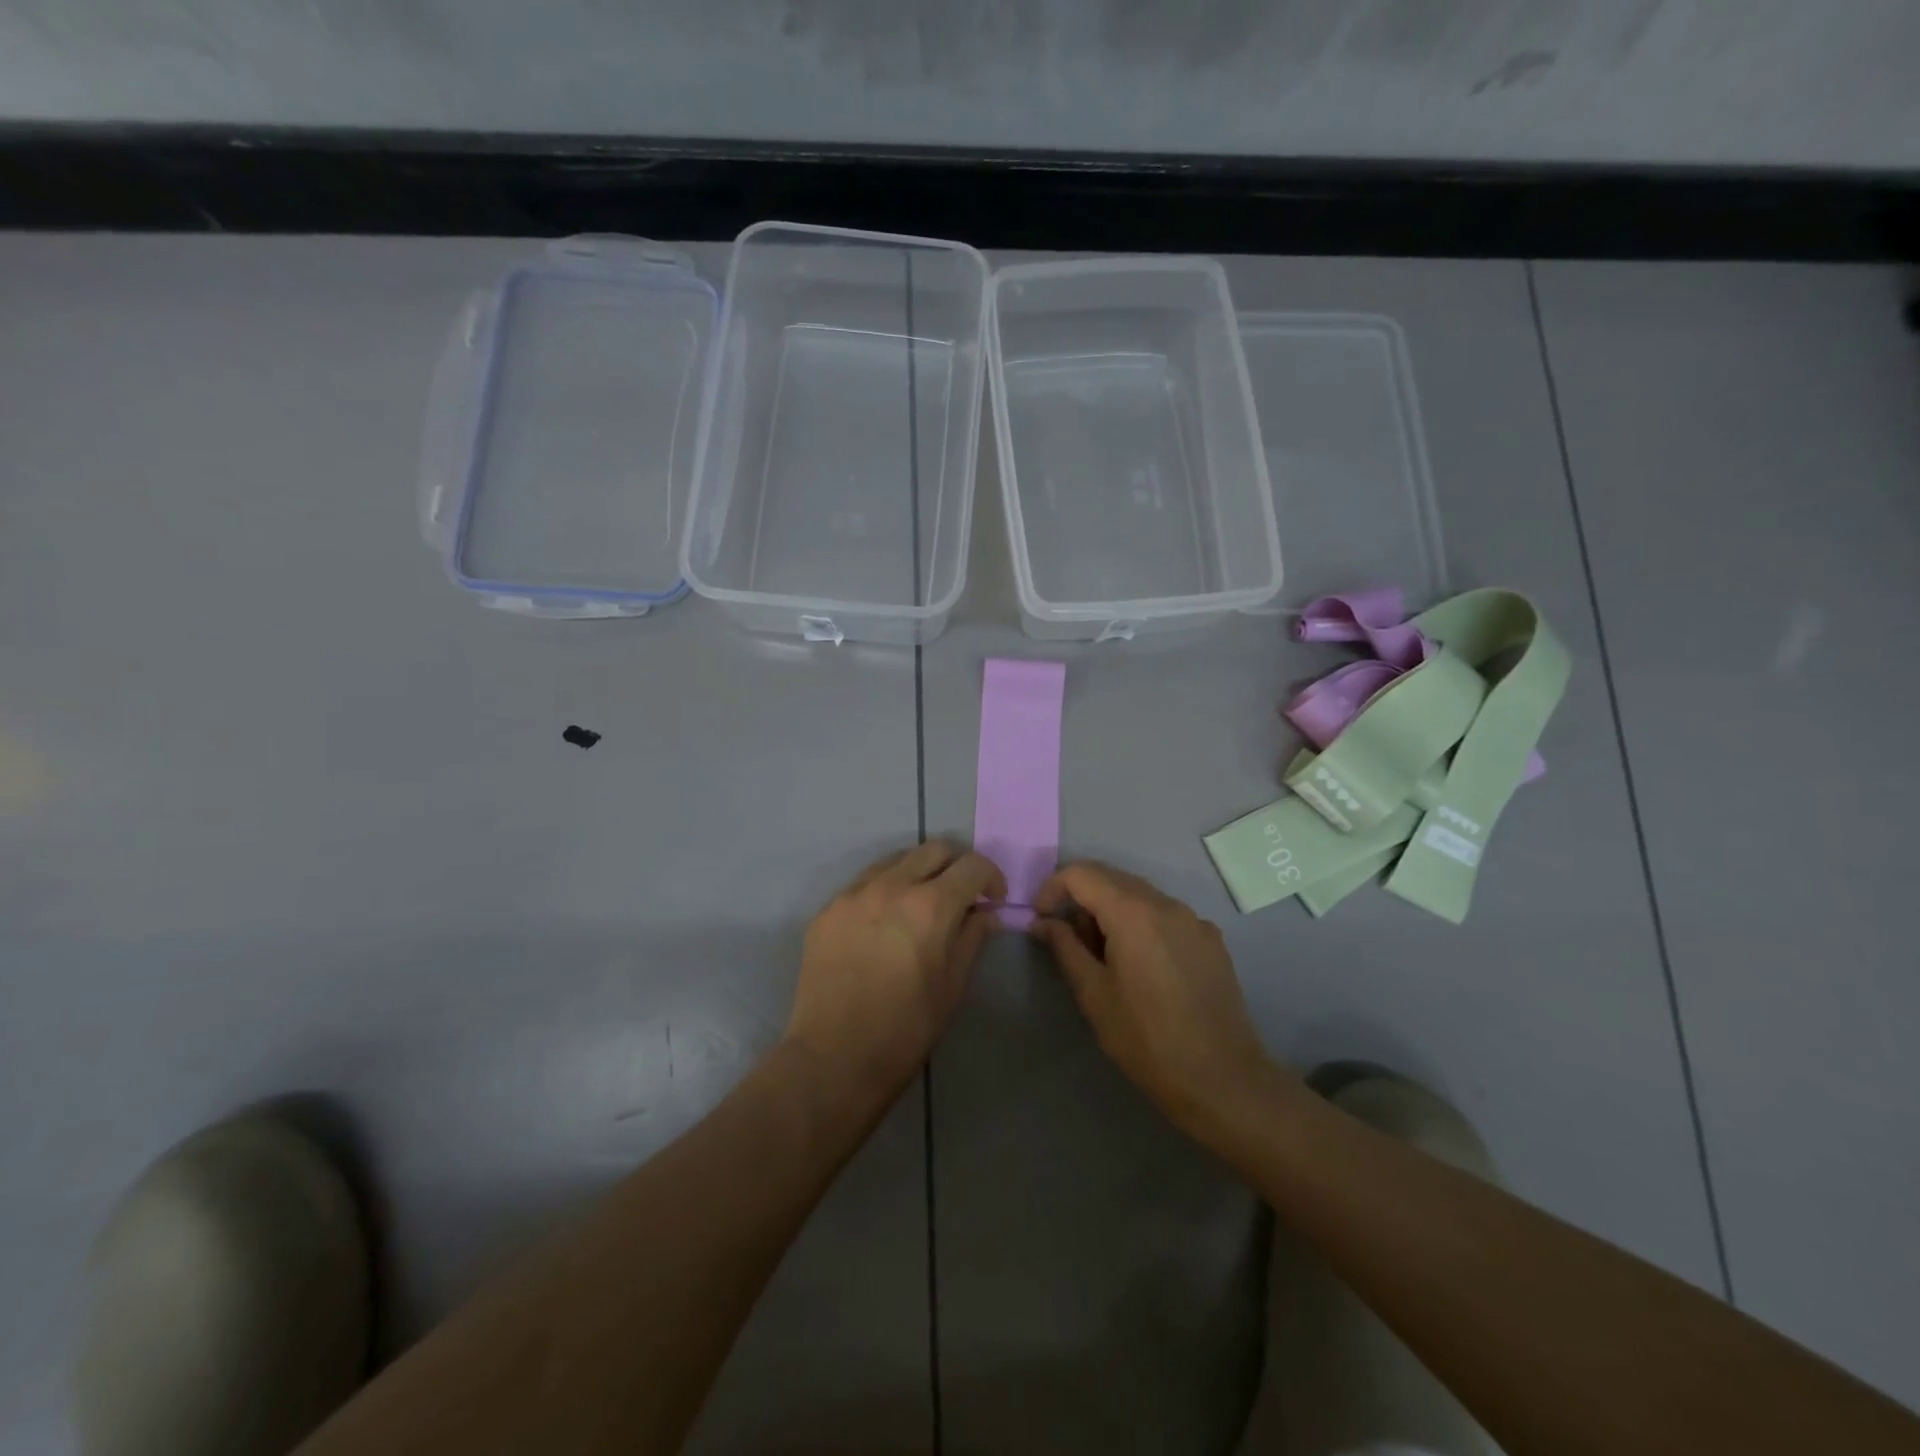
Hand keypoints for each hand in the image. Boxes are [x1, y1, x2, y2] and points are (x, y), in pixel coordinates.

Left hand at [787, 842, 1005, 1100]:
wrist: (833, 1058)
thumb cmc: (906, 1029)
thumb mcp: (953, 986)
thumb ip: (972, 938)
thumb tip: (985, 913)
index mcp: (931, 905)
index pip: (973, 865)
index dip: (991, 878)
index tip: (992, 901)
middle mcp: (891, 886)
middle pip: (933, 850)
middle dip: (955, 867)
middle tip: (959, 897)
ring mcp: (853, 894)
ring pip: (895, 860)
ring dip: (917, 873)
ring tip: (919, 907)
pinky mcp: (827, 910)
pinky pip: (863, 884)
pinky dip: (884, 891)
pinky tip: (883, 925)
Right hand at [1031, 861, 1283, 1135]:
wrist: (1222, 1079)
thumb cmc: (1147, 1039)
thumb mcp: (1094, 994)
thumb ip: (1064, 948)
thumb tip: (1042, 922)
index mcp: (1132, 912)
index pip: (1081, 874)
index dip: (1053, 888)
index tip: (1041, 918)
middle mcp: (1166, 903)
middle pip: (1111, 877)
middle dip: (1081, 899)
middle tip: (1069, 941)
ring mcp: (1194, 919)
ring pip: (1139, 895)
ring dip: (1111, 911)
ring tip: (1104, 957)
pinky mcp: (1211, 939)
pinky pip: (1165, 915)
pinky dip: (1141, 924)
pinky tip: (1142, 966)